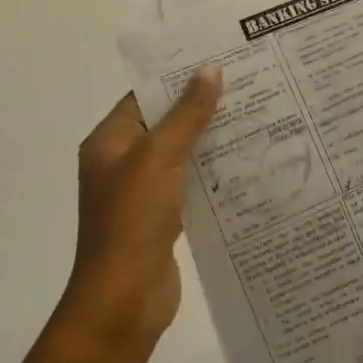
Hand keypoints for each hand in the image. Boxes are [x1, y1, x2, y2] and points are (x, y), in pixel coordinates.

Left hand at [56, 69, 221, 355]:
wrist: (124, 300)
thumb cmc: (133, 220)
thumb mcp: (159, 157)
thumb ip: (187, 114)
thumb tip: (210, 70)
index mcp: (108, 142)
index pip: (144, 96)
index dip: (178, 78)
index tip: (219, 61)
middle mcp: (121, 162)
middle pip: (164, 123)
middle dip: (201, 106)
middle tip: (247, 84)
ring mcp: (142, 192)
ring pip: (180, 153)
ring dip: (210, 139)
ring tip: (254, 115)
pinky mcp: (163, 217)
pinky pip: (189, 182)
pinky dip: (212, 171)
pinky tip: (246, 161)